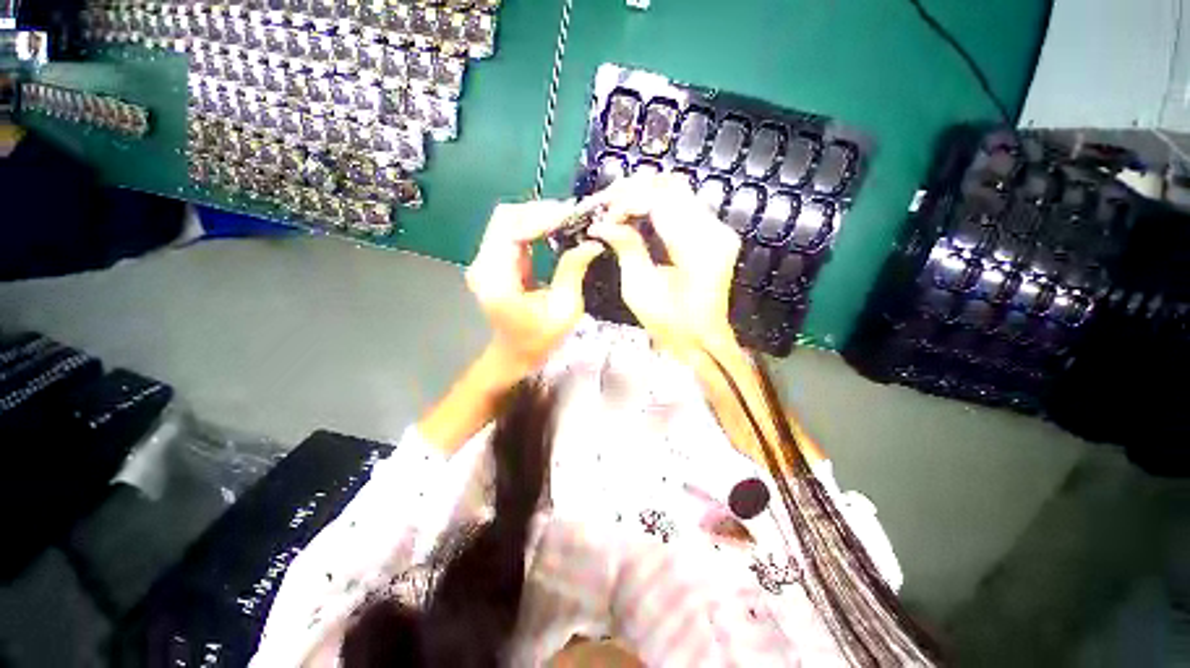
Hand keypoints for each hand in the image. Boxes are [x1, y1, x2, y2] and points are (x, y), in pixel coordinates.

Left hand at [466, 199, 603, 378]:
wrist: (515, 354)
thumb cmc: (539, 339)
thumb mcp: (564, 309)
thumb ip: (573, 271)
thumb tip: (592, 242)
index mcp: (496, 277)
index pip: (510, 226)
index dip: (541, 215)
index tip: (571, 216)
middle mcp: (483, 263)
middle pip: (506, 217)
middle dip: (541, 211)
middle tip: (572, 216)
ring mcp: (485, 261)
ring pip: (508, 221)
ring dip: (538, 217)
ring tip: (567, 221)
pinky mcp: (492, 262)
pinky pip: (511, 233)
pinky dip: (533, 228)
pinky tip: (554, 231)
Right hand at [587, 174, 740, 358]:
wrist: (701, 338)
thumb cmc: (669, 324)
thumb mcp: (640, 289)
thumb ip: (626, 248)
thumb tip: (602, 224)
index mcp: (697, 248)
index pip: (660, 201)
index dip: (627, 201)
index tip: (604, 216)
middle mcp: (714, 231)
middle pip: (672, 186)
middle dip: (635, 191)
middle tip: (608, 208)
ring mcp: (719, 230)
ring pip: (679, 191)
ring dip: (646, 195)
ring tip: (619, 211)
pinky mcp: (715, 233)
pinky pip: (684, 205)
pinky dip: (658, 206)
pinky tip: (639, 217)